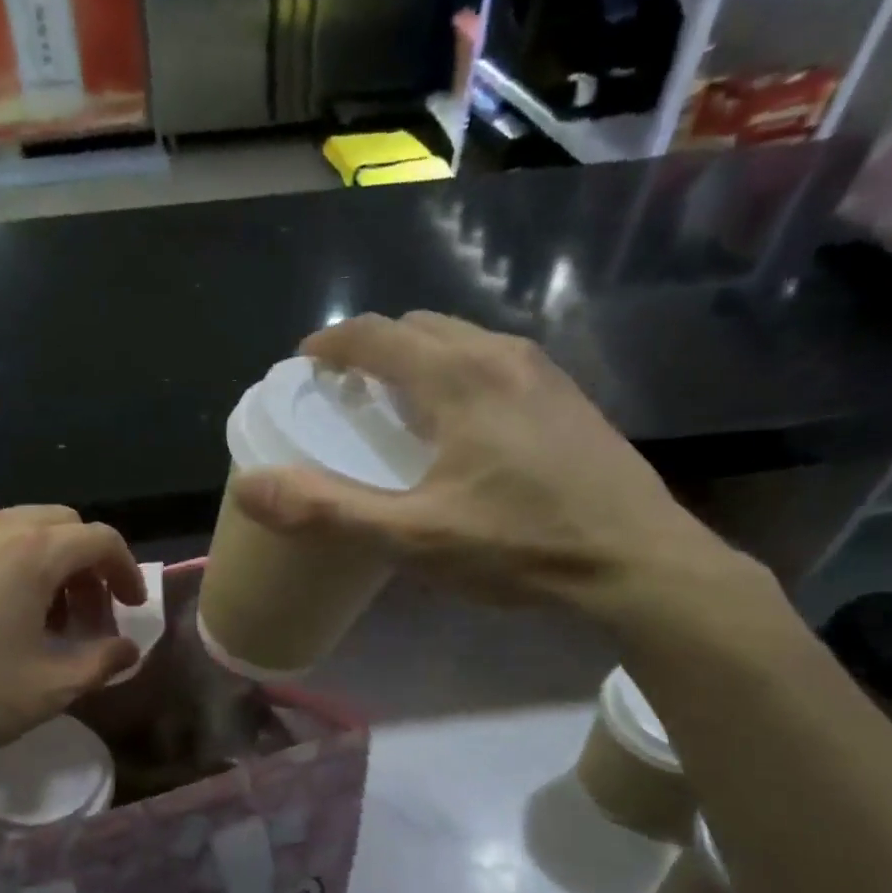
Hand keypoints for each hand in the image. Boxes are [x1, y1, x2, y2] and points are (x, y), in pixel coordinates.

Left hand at [0, 507, 145, 818]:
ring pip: (15, 530)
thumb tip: (127, 650)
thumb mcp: (49, 688)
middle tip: (86, 616)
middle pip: (59, 525)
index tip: (130, 607)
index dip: (126, 570)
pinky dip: (3, 566)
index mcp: (30, 550)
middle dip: (86, 565)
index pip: (99, 539)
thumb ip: (101, 662)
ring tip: (39, 618)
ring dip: (44, 565)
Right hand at [232, 312, 750, 626]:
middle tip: (346, 393)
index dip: (332, 344)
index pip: (378, 335)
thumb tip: (251, 488)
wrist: (639, 564)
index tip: (305, 364)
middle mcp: (502, 356)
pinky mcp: (568, 401)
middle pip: (421, 328)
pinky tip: (460, 431)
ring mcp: (544, 375)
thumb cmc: (520, 546)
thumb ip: (328, 511)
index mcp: (459, 377)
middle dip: (375, 349)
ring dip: (418, 361)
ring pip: (463, 343)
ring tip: (396, 408)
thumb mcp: (413, 537)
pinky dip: (457, 378)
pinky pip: (495, 366)